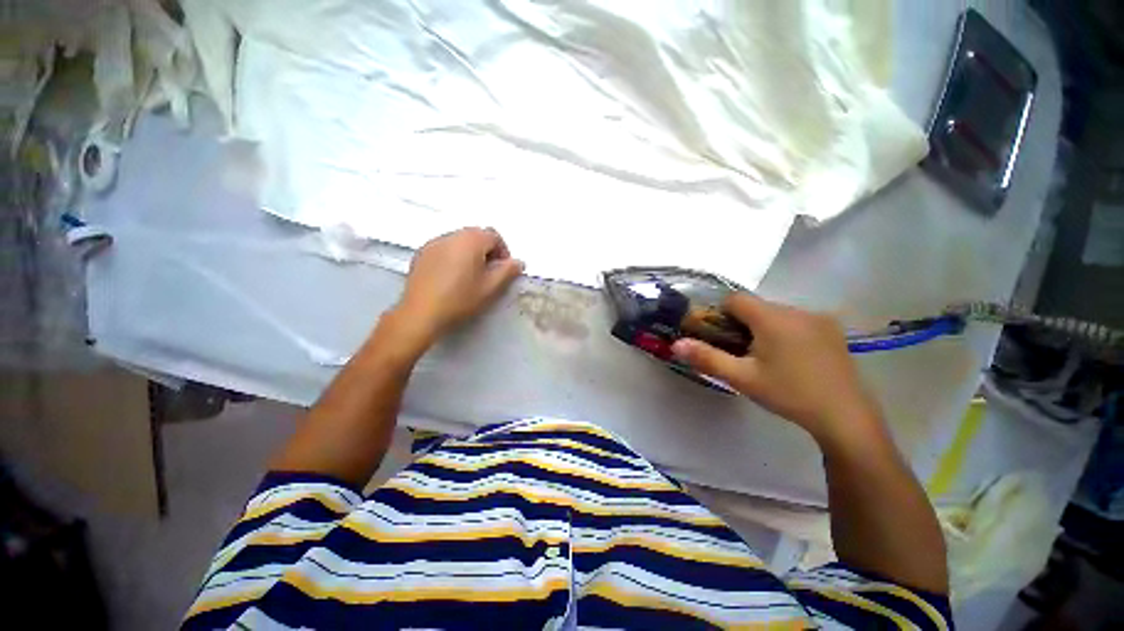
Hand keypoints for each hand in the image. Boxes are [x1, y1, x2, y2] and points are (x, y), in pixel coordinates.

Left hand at [393, 227, 523, 343]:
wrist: (421, 313)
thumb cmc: (460, 299)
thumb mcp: (490, 288)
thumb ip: (508, 272)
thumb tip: (518, 262)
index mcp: (471, 240)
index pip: (494, 236)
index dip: (503, 252)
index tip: (503, 270)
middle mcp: (451, 235)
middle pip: (476, 235)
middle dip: (487, 251)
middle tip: (489, 273)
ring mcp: (433, 243)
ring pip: (460, 241)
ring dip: (470, 253)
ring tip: (470, 276)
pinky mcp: (421, 253)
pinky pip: (444, 248)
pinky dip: (454, 256)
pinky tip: (451, 277)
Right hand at [671, 293, 884, 447]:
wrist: (845, 416)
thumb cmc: (788, 394)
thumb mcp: (742, 378)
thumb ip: (707, 358)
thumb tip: (676, 344)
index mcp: (772, 318)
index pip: (736, 299)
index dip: (721, 313)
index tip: (721, 336)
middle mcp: (796, 310)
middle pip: (756, 306)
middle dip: (743, 323)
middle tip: (742, 352)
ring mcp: (818, 318)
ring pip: (777, 313)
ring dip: (764, 327)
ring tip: (768, 358)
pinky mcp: (833, 330)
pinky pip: (797, 320)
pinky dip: (785, 331)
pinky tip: (792, 358)